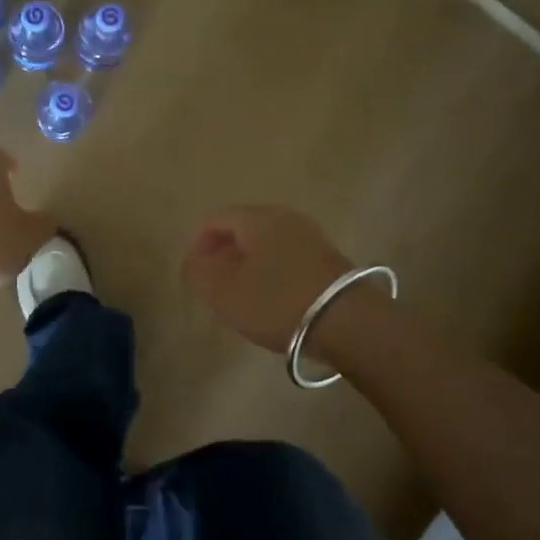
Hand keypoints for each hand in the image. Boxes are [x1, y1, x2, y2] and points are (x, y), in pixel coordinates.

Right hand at [182, 206, 357, 353]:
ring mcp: (311, 236)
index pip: (216, 220)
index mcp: (257, 218)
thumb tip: (192, 261)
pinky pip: (288, 257)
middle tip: (216, 286)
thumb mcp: (223, 292)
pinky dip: (273, 272)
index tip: (196, 275)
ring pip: (267, 244)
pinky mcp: (330, 258)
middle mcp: (285, 217)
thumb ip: (197, 273)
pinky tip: (273, 300)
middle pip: (243, 229)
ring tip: (243, 296)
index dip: (199, 245)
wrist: (348, 322)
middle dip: (225, 254)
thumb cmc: (277, 302)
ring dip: (250, 265)